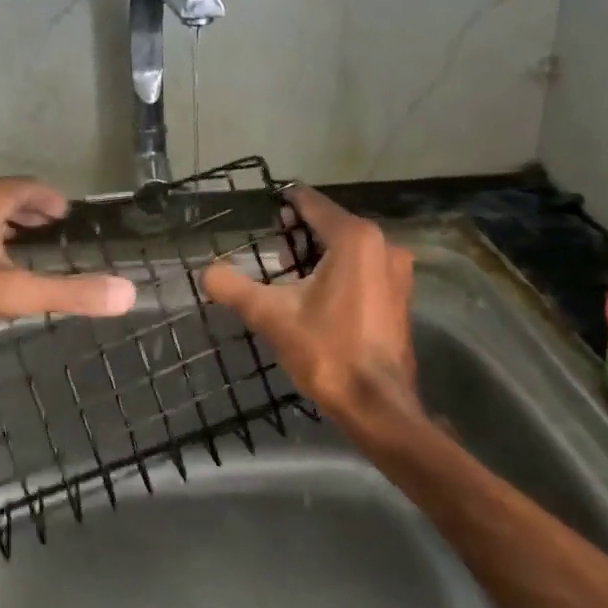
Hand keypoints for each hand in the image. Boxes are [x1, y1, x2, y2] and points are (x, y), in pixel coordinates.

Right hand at [201, 185, 418, 426]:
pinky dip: (340, 270)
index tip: (264, 207)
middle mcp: (383, 244)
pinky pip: (364, 267)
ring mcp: (398, 271)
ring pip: (349, 247)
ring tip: (289, 273)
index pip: (312, 203)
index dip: (285, 202)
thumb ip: (234, 287)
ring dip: (319, 253)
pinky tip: (318, 294)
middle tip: (272, 251)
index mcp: (354, 239)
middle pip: (331, 223)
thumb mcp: (271, 316)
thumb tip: (206, 272)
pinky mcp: (401, 295)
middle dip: (300, 233)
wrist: (378, 406)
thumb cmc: (327, 352)